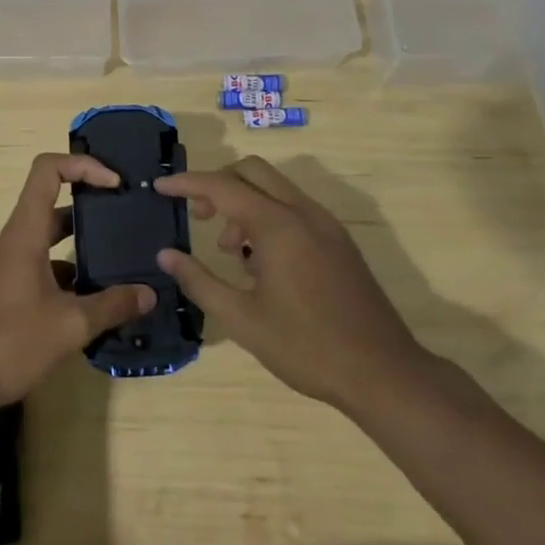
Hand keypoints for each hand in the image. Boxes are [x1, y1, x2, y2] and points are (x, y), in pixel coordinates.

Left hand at [0, 153, 154, 406]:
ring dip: (80, 245)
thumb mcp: (69, 325)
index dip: (83, 165)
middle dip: (90, 207)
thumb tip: (149, 294)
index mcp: (24, 233)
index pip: (48, 171)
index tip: (115, 183)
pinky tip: (91, 301)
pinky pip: (39, 267)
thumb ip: (112, 306)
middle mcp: (13, 241)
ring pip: (47, 240)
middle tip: (126, 219)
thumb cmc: (10, 342)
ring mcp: (5, 267)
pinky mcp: (3, 291)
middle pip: (52, 205)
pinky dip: (66, 274)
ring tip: (118, 262)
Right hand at [155, 156, 429, 414]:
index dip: (187, 183)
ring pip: (275, 188)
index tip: (160, 187)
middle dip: (219, 184)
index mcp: (278, 225)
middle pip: (252, 171)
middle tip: (200, 217)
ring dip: (244, 203)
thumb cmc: (306, 347)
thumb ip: (200, 281)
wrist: (384, 373)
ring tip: (231, 253)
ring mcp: (326, 224)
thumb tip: (166, 255)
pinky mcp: (339, 241)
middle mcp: (303, 212)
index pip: (222, 186)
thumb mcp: (242, 320)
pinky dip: (268, 216)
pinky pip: (294, 208)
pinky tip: (262, 263)